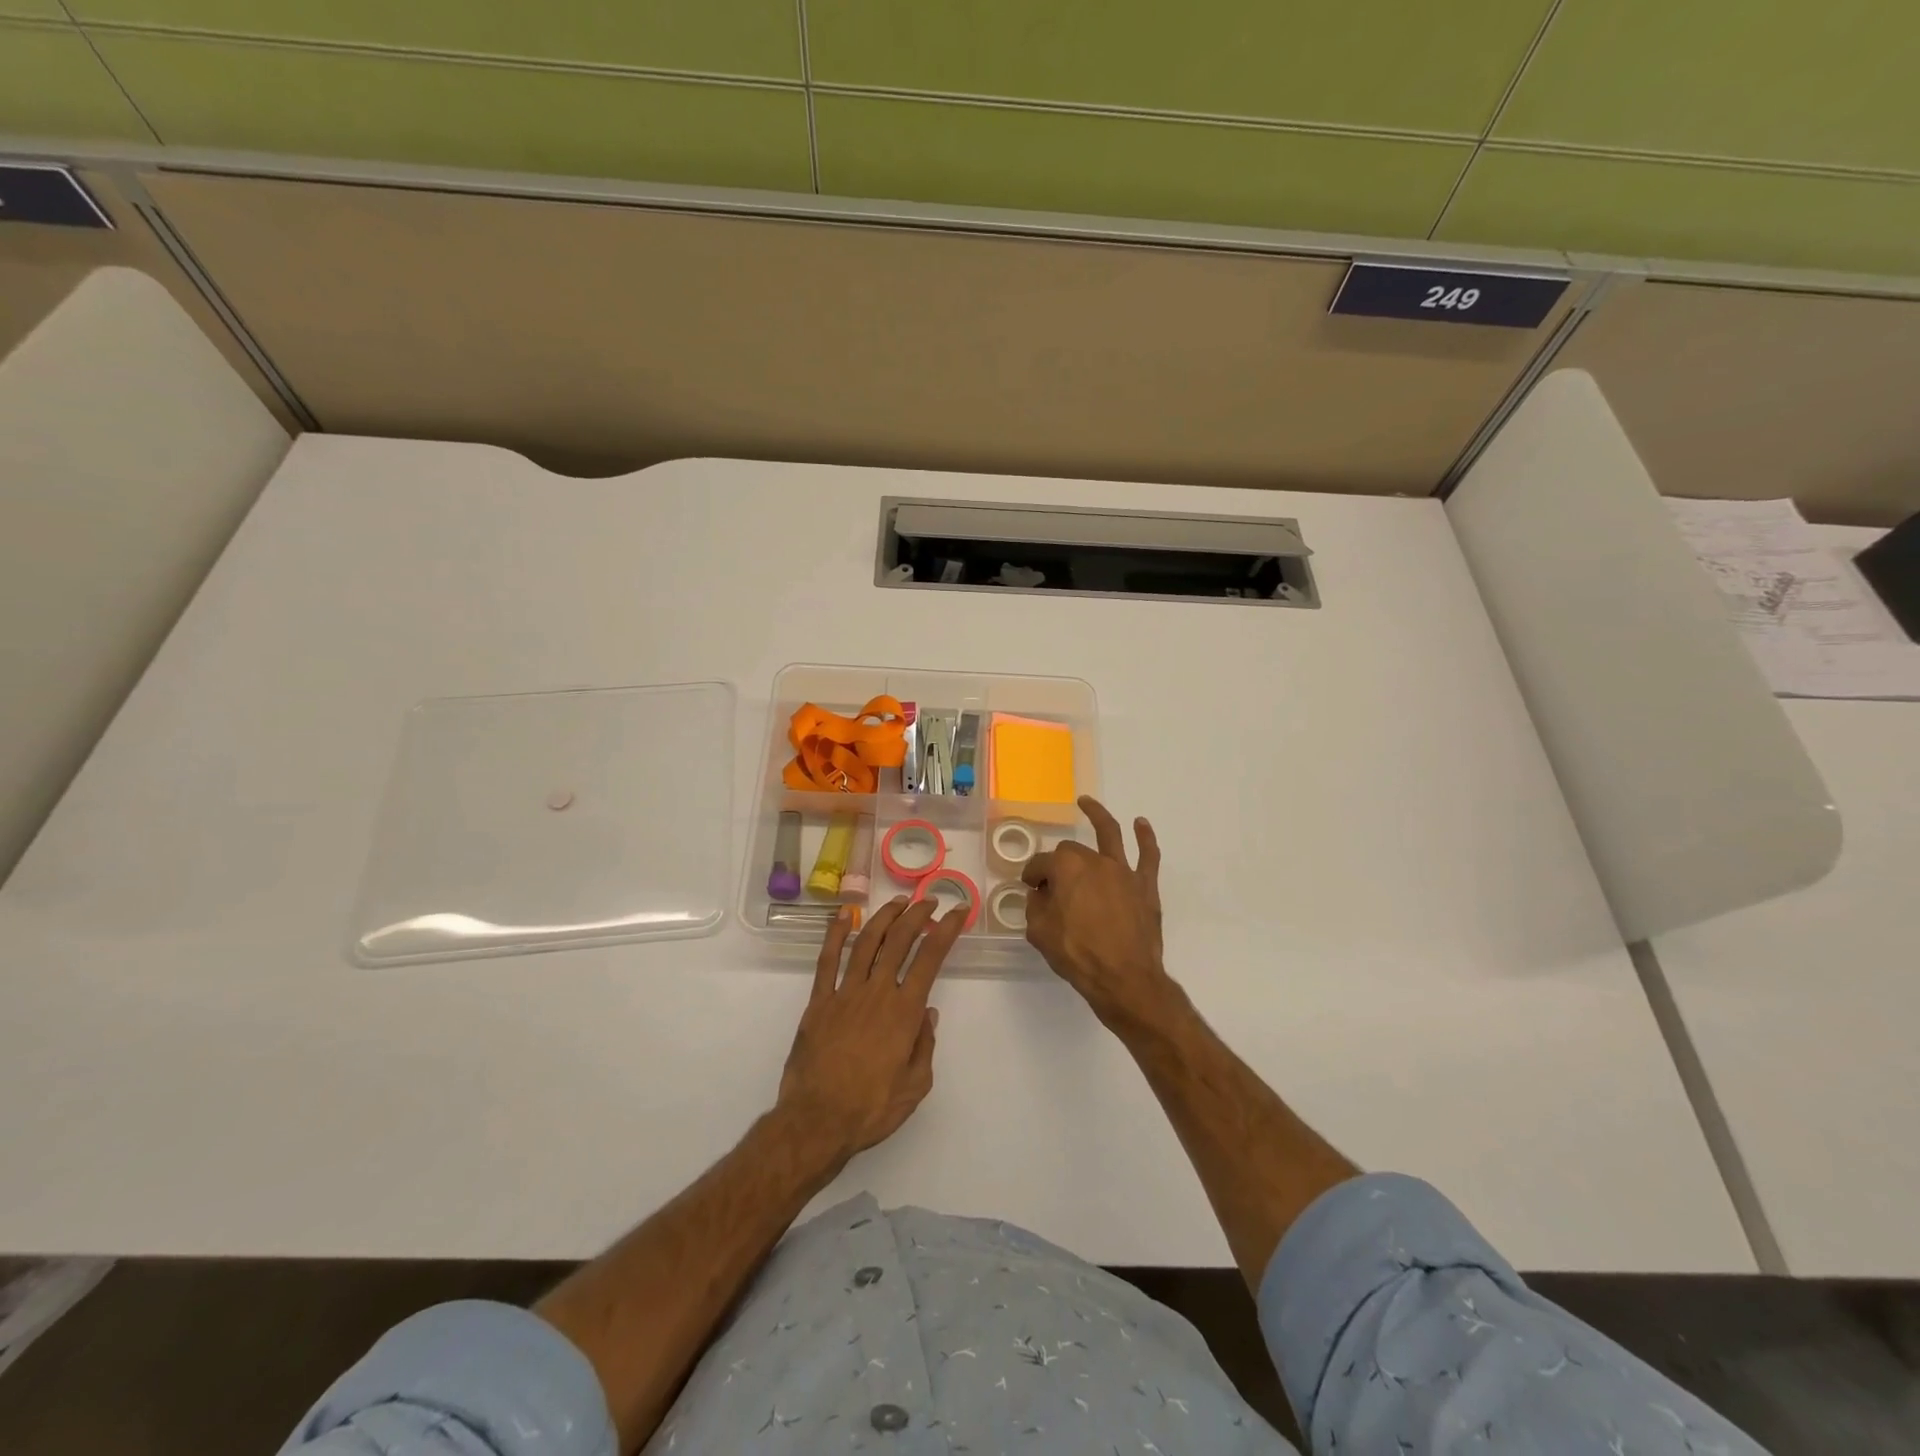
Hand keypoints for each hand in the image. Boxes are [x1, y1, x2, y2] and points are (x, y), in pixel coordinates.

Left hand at [778, 897, 964, 1163]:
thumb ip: (925, 1046)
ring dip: (884, 917)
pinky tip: (843, 916)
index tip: (957, 912)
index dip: (946, 930)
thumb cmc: (871, 1109)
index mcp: (904, 1012)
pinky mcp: (819, 1002)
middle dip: (917, 915)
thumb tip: (928, 1013)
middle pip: (899, 941)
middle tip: (928, 901)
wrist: (817, 1122)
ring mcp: (845, 993)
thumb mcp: (915, 1086)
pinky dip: (835, 935)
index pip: (930, 959)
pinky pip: (827, 961)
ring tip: (897, 902)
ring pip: (866, 943)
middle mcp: (877, 993)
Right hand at [1022, 796, 1171, 1024]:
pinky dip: (1145, 837)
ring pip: (1109, 834)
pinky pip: (1148, 855)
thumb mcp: (1040, 933)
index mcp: (1066, 868)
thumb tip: (1039, 895)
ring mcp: (1123, 871)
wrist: (1124, 979)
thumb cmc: (1077, 955)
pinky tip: (1141, 824)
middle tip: (1052, 884)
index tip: (1030, 888)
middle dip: (1058, 862)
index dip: (1032, 875)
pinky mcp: (1145, 885)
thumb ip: (1035, 907)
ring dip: (1098, 815)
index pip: (1041, 864)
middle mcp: (1094, 860)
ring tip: (1087, 803)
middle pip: (1071, 851)